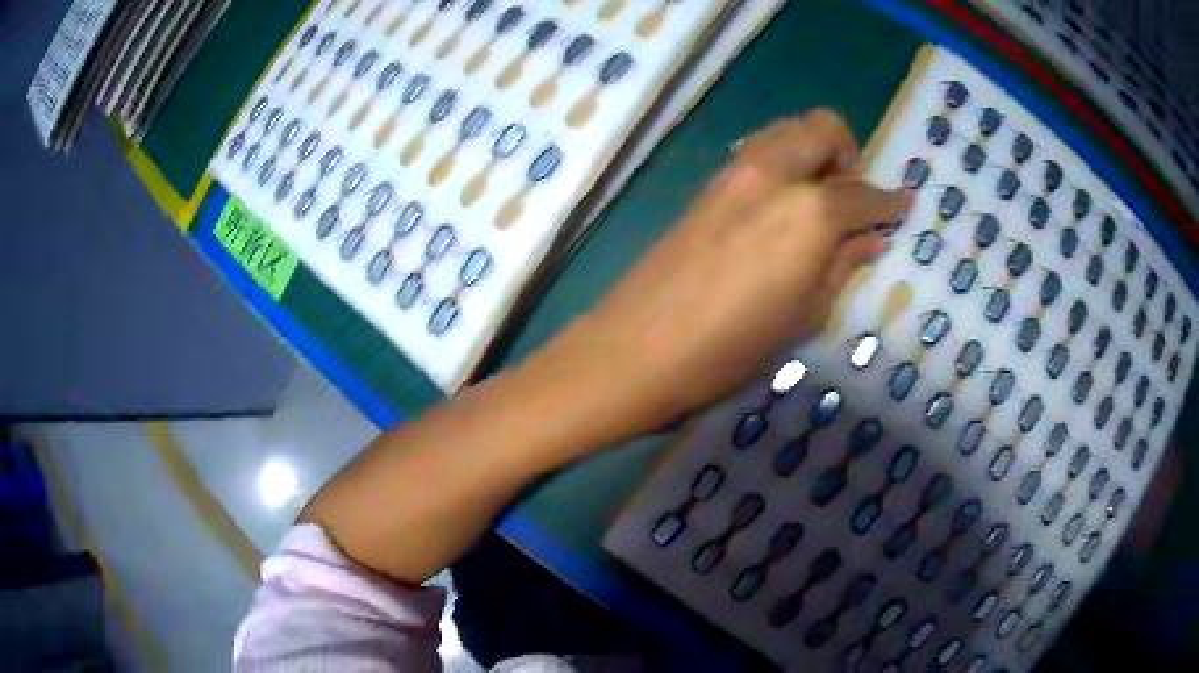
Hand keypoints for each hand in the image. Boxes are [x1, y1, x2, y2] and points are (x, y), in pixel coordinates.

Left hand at [534, 110, 910, 444]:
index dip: (889, 201)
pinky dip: (783, 166)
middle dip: (848, 154)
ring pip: (787, 132)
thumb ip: (842, 266)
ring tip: (819, 204)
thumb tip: (872, 238)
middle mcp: (772, 173)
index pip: (862, 193)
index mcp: (808, 209)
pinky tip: (782, 210)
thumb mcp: (803, 316)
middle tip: (853, 201)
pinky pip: (758, 154)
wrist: (633, 351)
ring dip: (813, 153)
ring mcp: (733, 173)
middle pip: (822, 127)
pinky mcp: (705, 187)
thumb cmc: (729, 350)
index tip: (904, 206)